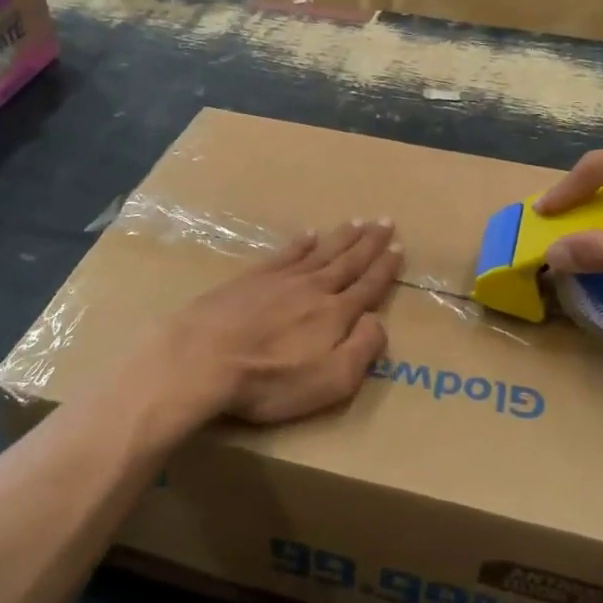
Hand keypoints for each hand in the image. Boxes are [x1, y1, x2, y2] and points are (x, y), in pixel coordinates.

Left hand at [156, 220, 402, 425]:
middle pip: (348, 261)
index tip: (399, 248)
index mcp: (335, 314)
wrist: (203, 358)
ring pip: (320, 252)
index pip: (368, 287)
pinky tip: (308, 235)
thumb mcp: (331, 380)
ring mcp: (280, 280)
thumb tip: (376, 321)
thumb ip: (362, 350)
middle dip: (369, 242)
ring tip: (357, 222)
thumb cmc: (270, 380)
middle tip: (385, 221)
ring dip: (341, 237)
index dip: (385, 269)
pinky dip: (300, 243)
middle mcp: (313, 288)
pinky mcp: (250, 279)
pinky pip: (285, 254)